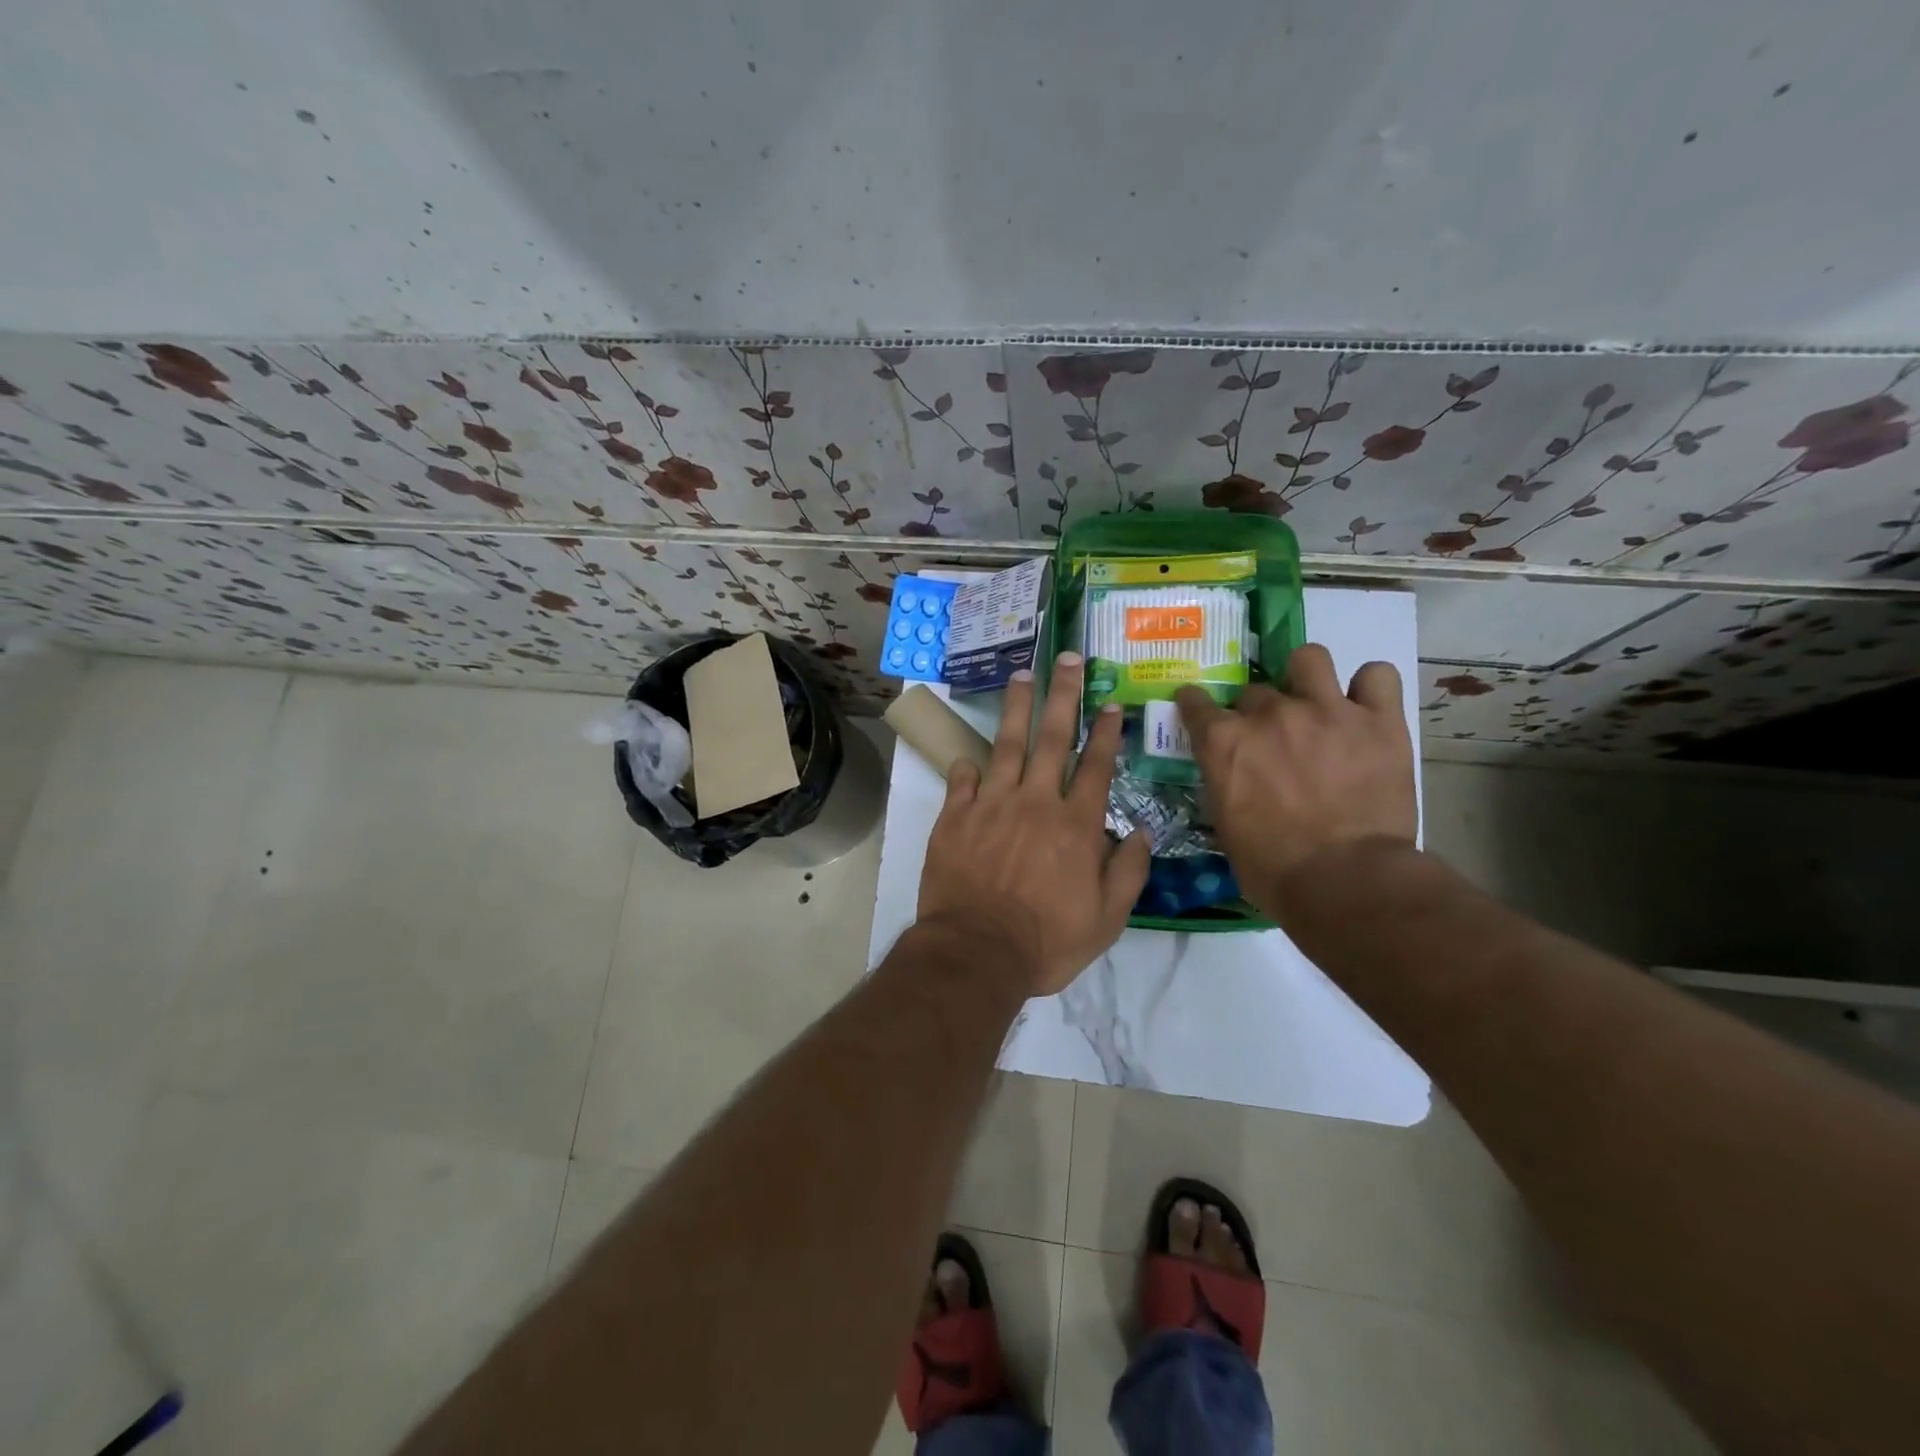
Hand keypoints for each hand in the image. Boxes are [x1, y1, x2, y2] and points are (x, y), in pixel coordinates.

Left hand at [917, 654, 1151, 996]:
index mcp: (1075, 825)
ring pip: (1006, 744)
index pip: (1096, 766)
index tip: (1111, 703)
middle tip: (1067, 658)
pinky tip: (970, 756)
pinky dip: (968, 766)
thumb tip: (1141, 831)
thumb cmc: (1046, 941)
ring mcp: (991, 805)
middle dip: (1063, 695)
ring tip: (1021, 675)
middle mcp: (1035, 802)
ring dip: (1016, 707)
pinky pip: (963, 780)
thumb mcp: (1106, 920)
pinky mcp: (955, 817)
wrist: (976, 952)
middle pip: (1052, 738)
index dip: (1105, 732)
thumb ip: (1128, 872)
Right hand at [1175, 644, 1416, 915]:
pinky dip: (1370, 687)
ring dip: (1306, 677)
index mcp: (1224, 742)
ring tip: (1315, 702)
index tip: (1198, 709)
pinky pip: (1378, 676)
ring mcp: (1326, 710)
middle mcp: (1270, 714)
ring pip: (1309, 658)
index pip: (1195, 702)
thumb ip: (1224, 784)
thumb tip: (1232, 776)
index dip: (1195, 704)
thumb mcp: (1226, 826)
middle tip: (1271, 738)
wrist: (1344, 881)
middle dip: (1257, 711)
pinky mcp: (1379, 721)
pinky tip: (1366, 708)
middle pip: (1254, 691)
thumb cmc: (1273, 868)